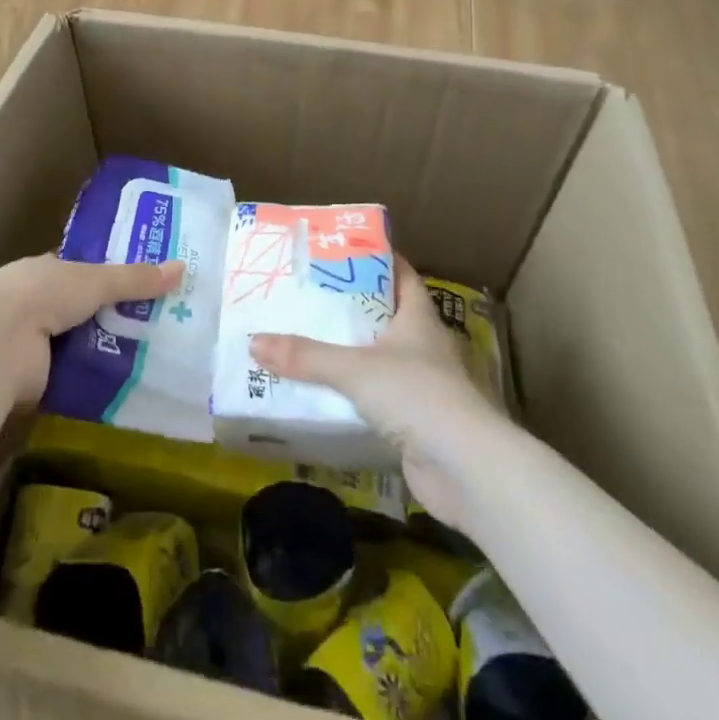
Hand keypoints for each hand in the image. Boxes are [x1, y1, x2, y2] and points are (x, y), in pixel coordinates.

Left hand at [0, 254, 184, 403]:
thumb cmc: (42, 295)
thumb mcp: (95, 280)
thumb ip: (135, 279)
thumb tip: (182, 268)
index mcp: (44, 271)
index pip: (81, 272)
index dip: (110, 278)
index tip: (144, 286)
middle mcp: (35, 304)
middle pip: (82, 310)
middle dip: (113, 318)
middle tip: (158, 325)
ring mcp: (30, 343)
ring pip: (78, 344)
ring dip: (105, 351)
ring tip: (152, 358)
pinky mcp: (32, 380)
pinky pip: (72, 377)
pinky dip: (93, 380)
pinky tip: (125, 385)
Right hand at [250, 258, 500, 525]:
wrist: (464, 468)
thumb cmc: (416, 395)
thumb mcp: (354, 368)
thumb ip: (306, 356)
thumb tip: (254, 341)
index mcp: (418, 317)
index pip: (400, 274)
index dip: (376, 259)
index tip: (340, 251)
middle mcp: (423, 345)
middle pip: (386, 314)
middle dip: (351, 306)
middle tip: (309, 295)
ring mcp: (422, 384)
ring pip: (380, 357)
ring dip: (350, 352)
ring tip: (307, 340)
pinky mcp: (416, 421)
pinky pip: (377, 396)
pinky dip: (354, 393)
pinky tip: (324, 393)